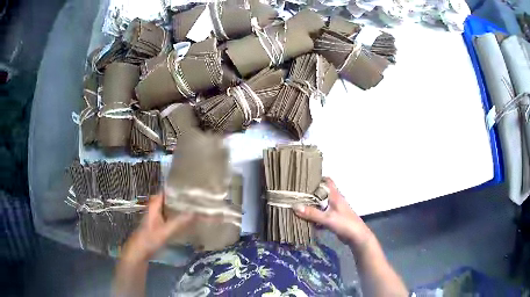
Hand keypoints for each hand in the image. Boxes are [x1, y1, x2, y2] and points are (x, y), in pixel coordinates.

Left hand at [122, 194, 193, 261]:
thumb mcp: (165, 231)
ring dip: (178, 208)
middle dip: (179, 199)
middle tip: (194, 200)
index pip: (165, 192)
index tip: (189, 189)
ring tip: (193, 208)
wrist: (139, 251)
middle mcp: (154, 209)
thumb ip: (179, 222)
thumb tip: (195, 212)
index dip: (176, 190)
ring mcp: (156, 217)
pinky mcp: (157, 225)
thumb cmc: (150, 239)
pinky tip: (185, 221)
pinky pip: (169, 217)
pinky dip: (176, 217)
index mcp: (154, 206)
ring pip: (168, 209)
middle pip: (168, 200)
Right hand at [293, 178, 373, 249]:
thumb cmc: (345, 224)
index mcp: (335, 195)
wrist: (357, 237)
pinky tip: (305, 221)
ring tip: (297, 206)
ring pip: (321, 204)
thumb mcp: (328, 218)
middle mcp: (334, 200)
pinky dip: (314, 216)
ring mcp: (334, 210)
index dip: (317, 178)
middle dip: (310, 193)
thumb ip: (312, 213)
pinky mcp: (333, 219)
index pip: (327, 181)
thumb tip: (295, 206)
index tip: (303, 180)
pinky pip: (321, 215)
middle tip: (295, 194)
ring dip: (311, 206)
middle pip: (321, 193)